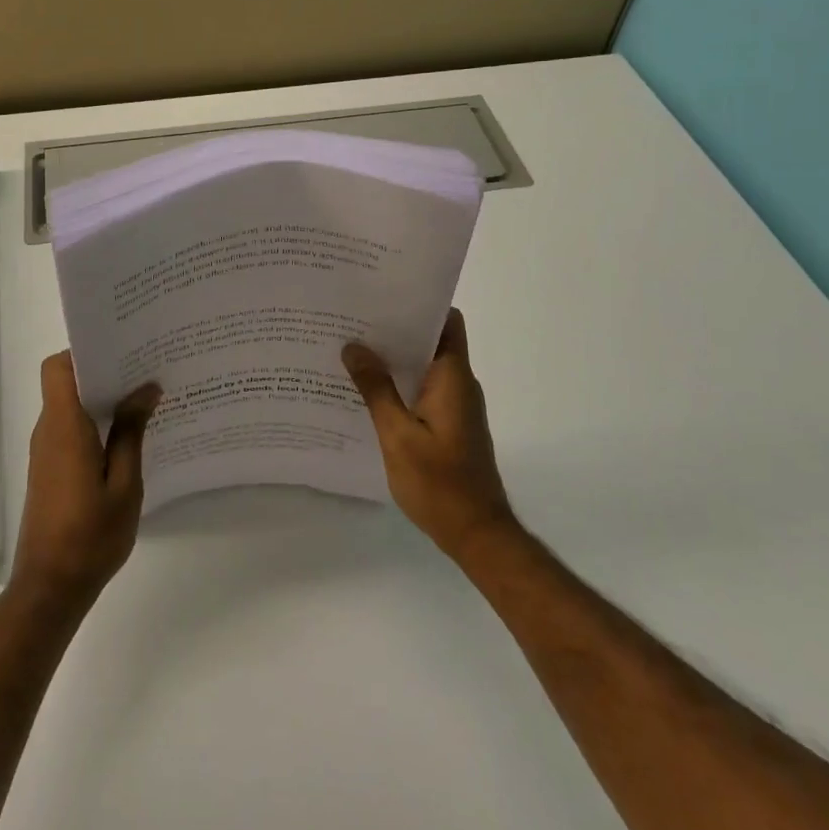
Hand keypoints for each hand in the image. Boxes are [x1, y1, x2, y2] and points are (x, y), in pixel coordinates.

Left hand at [11, 352, 160, 611]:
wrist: (50, 587)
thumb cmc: (90, 535)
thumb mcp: (124, 484)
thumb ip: (132, 433)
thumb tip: (146, 388)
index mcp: (64, 426)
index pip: (58, 367)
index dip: (84, 351)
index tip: (122, 349)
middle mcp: (49, 431)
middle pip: (67, 382)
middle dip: (104, 370)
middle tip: (146, 368)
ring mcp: (46, 451)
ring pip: (71, 405)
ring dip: (102, 398)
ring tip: (145, 397)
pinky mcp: (50, 469)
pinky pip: (71, 429)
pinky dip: (96, 422)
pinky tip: (129, 435)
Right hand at [343, 309, 519, 563]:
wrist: (476, 534)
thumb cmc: (439, 483)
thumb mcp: (398, 435)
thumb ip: (376, 389)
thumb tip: (354, 347)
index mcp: (452, 377)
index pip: (446, 321)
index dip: (419, 304)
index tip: (382, 295)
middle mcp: (458, 384)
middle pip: (431, 340)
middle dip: (395, 329)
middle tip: (353, 320)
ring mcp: (456, 406)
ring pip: (424, 366)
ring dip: (394, 358)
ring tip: (352, 350)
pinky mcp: (450, 424)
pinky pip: (423, 389)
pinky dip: (399, 383)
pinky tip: (367, 391)